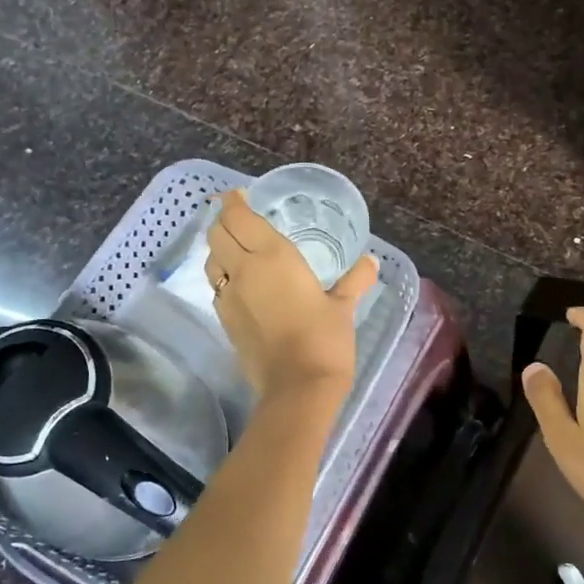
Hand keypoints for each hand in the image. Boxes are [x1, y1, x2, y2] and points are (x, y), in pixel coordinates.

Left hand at [205, 188, 378, 401]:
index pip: (238, 216)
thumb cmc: (324, 340)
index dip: (233, 201)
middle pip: (216, 232)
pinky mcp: (225, 320)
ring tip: (239, 248)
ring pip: (212, 259)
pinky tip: (243, 284)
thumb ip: (355, 280)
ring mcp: (229, 297)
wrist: (297, 388)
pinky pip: (217, 286)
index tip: (240, 195)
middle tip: (241, 218)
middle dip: (223, 220)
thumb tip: (371, 261)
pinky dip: (224, 276)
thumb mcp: (343, 307)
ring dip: (220, 248)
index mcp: (272, 256)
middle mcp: (243, 270)